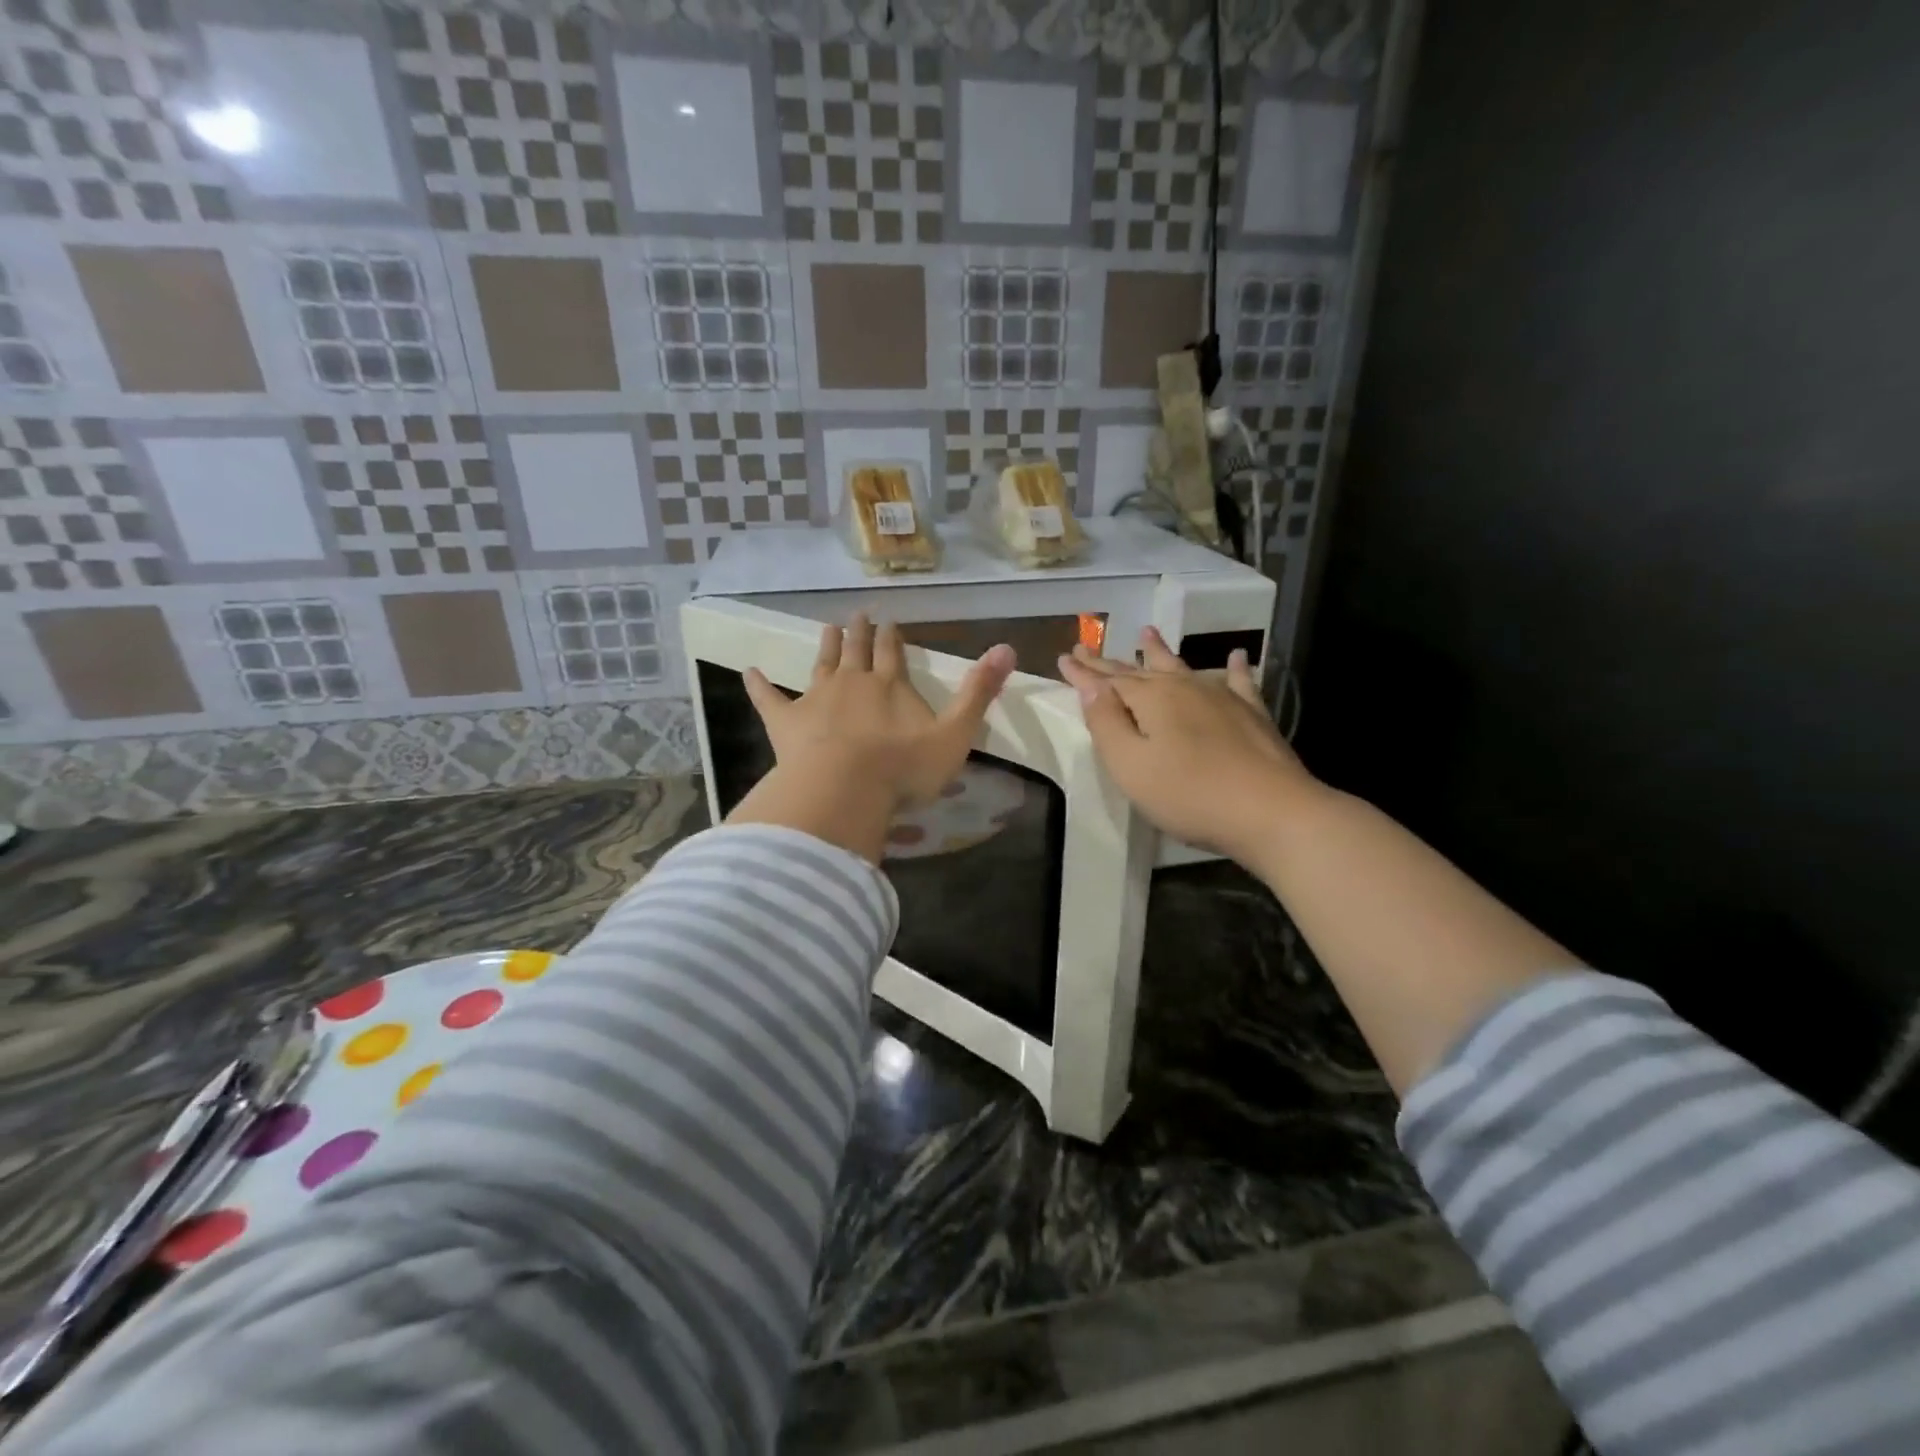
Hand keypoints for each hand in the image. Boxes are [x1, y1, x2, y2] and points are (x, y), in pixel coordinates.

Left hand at [729, 613, 1016, 861]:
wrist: (845, 788)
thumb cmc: (903, 768)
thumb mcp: (954, 734)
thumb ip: (978, 693)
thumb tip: (1008, 647)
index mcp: (891, 686)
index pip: (894, 653)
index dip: (894, 637)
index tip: (890, 620)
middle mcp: (853, 682)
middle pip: (857, 651)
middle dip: (860, 633)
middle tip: (858, 615)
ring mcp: (816, 698)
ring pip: (822, 664)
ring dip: (826, 646)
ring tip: (828, 628)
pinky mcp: (786, 721)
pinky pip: (769, 698)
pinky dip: (758, 684)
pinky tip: (748, 671)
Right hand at [1057, 628, 1315, 860]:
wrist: (1270, 811)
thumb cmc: (1188, 794)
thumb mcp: (1130, 764)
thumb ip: (1106, 723)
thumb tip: (1089, 686)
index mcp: (1150, 699)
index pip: (1107, 680)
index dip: (1083, 672)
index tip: (1064, 657)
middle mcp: (1184, 688)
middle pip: (1139, 670)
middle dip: (1110, 661)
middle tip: (1088, 647)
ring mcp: (1222, 697)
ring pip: (1182, 667)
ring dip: (1161, 651)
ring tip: (1147, 632)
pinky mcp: (1252, 715)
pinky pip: (1239, 682)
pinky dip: (1235, 668)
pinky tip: (1237, 656)